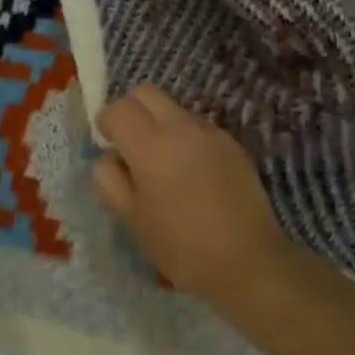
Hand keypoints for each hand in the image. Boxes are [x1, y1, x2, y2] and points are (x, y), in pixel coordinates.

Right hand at [92, 85, 290, 300]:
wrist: (249, 261)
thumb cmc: (181, 246)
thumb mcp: (132, 219)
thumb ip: (109, 181)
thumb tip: (110, 158)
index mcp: (151, 145)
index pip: (118, 109)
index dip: (106, 124)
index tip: (108, 145)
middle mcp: (181, 127)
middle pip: (146, 93)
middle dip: (131, 111)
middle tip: (131, 146)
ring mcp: (210, 132)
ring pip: (173, 108)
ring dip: (159, 124)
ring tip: (164, 164)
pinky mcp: (232, 144)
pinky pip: (198, 127)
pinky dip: (185, 138)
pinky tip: (192, 174)